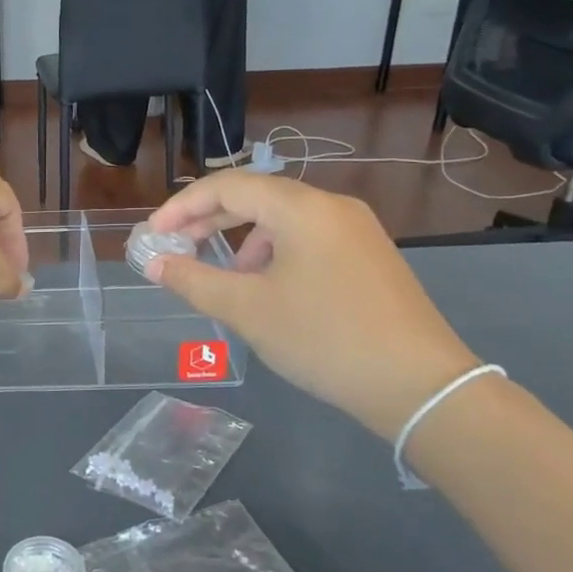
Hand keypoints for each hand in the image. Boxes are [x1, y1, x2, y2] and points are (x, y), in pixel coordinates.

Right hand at [145, 174, 480, 438]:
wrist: (419, 385)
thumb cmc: (323, 339)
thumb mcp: (247, 310)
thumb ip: (193, 280)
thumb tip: (154, 263)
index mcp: (302, 208)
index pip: (227, 186)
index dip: (182, 206)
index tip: (153, 235)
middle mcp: (332, 206)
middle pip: (256, 197)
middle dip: (209, 220)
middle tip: (175, 248)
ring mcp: (356, 230)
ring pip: (282, 220)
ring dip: (242, 240)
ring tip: (225, 279)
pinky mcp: (369, 256)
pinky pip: (307, 238)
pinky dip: (274, 253)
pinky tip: (268, 290)